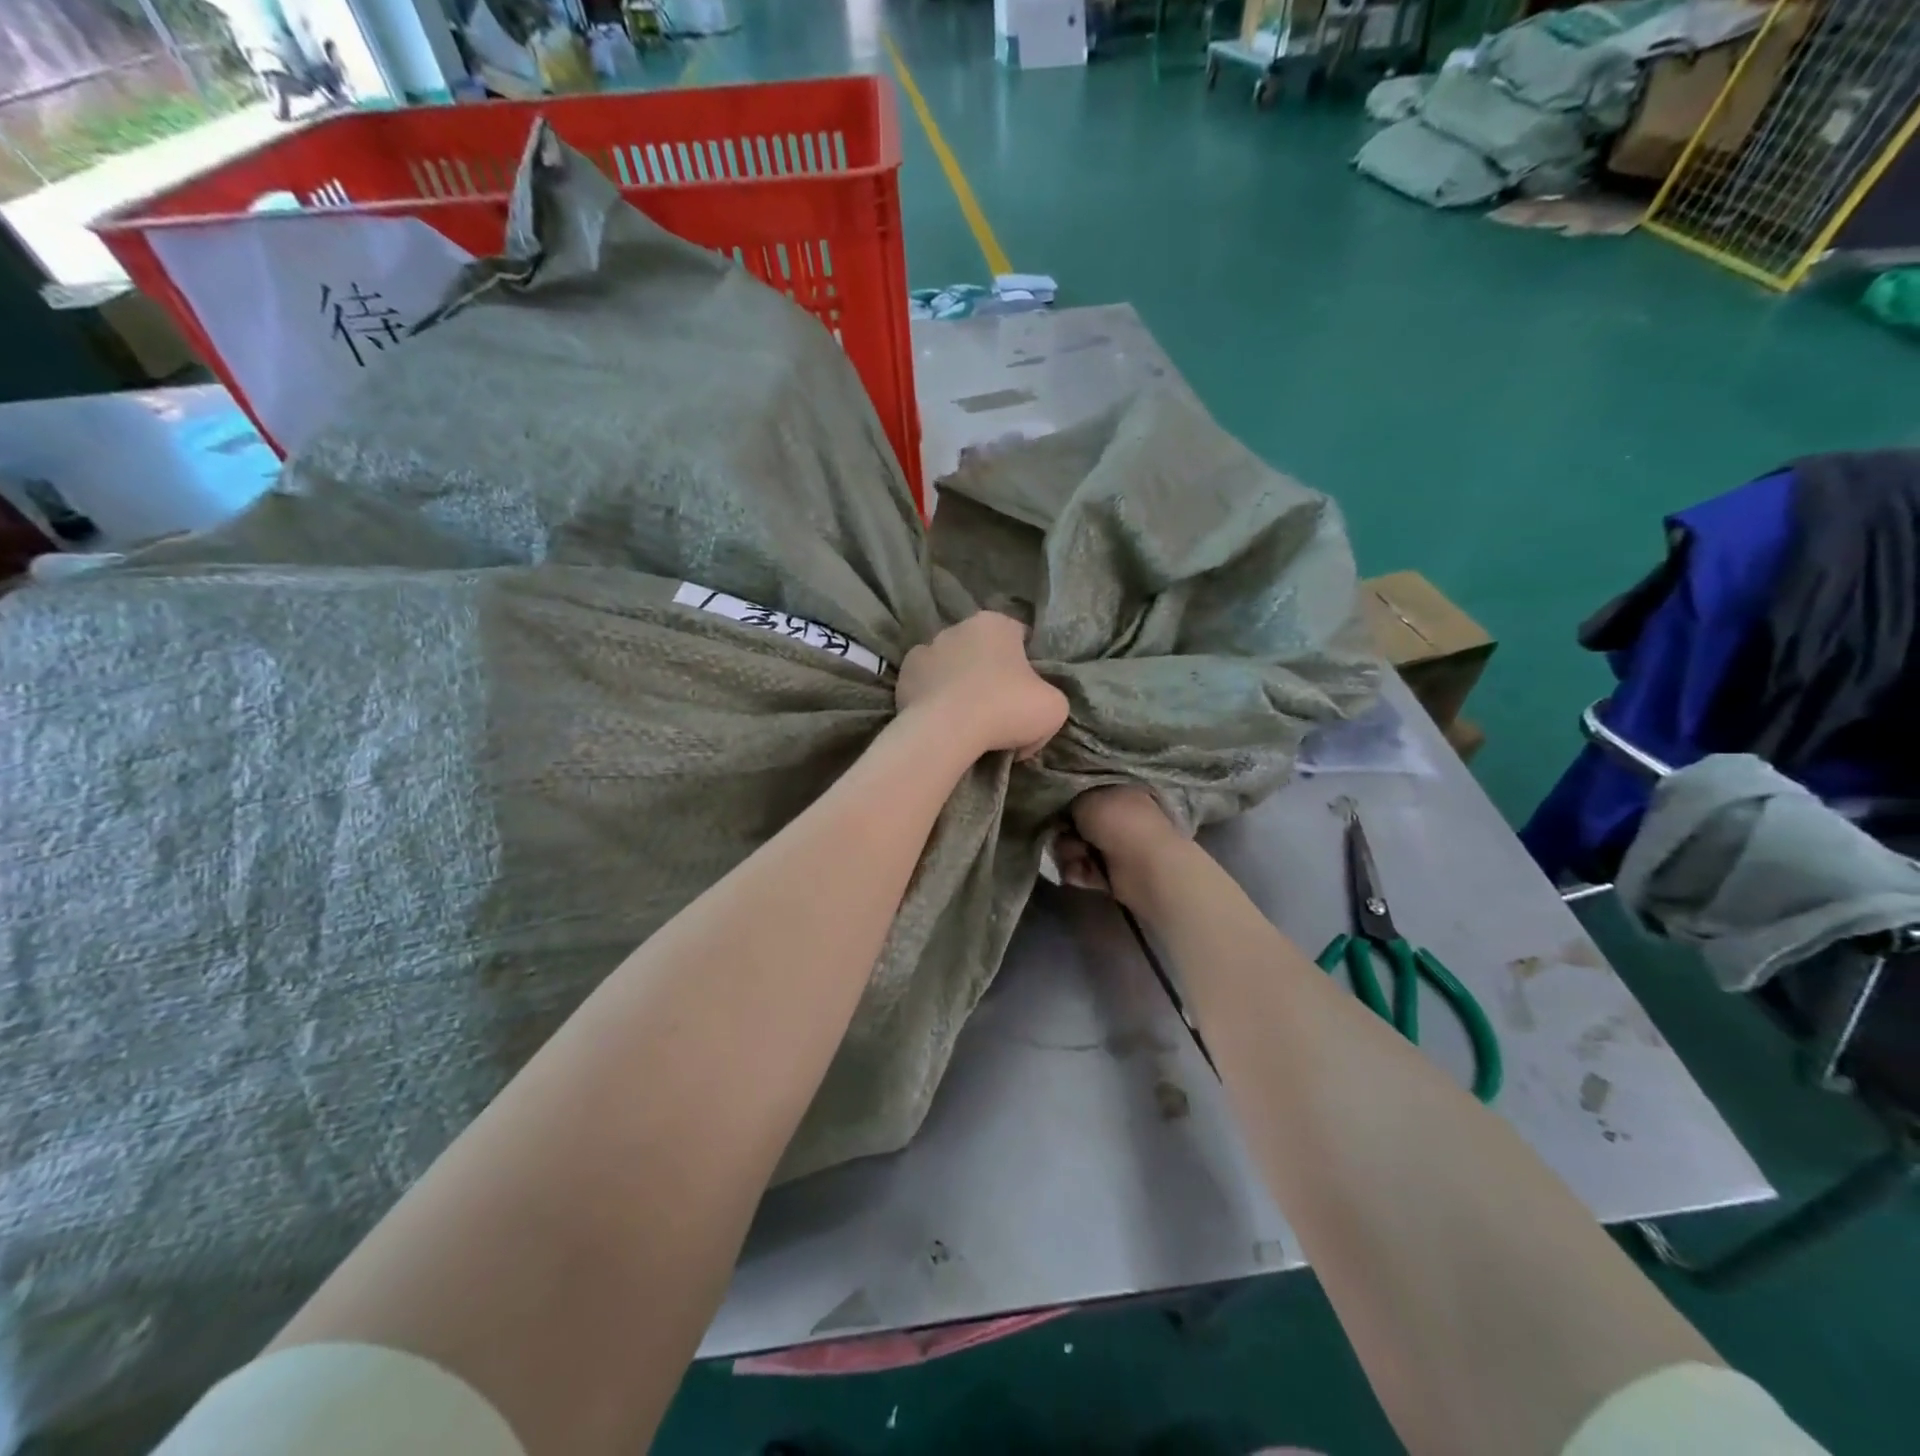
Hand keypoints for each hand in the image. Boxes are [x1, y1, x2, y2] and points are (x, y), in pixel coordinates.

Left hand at [895, 611, 1067, 758]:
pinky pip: (927, 684)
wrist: (947, 730)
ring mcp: (927, 648)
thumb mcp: (1054, 708)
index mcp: (997, 623)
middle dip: (990, 673)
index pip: (1019, 638)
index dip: (1027, 666)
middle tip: (998, 710)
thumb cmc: (1006, 709)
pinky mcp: (905, 674)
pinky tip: (943, 720)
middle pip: (983, 650)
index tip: (1027, 694)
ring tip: (967, 719)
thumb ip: (1049, 698)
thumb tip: (1031, 713)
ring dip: (960, 684)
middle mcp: (959, 627)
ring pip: (952, 665)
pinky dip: (934, 697)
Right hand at [1055, 786, 1189, 909]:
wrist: (1145, 866)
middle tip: (1065, 836)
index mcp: (1119, 791)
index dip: (1065, 803)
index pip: (1084, 794)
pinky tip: (1080, 873)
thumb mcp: (1084, 797)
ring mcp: (1118, 846)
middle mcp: (1120, 816)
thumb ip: (1068, 801)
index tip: (1055, 811)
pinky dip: (1079, 872)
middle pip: (1077, 824)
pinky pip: (1084, 870)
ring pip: (1077, 848)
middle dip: (1064, 833)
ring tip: (1076, 858)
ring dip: (1069, 854)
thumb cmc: (1116, 821)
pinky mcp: (1114, 873)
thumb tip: (1062, 814)